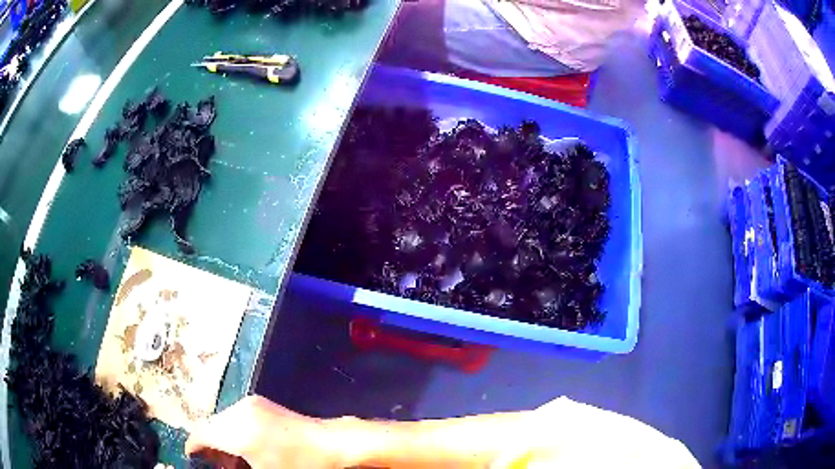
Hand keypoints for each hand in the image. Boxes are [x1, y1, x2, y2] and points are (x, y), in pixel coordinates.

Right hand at [185, 395, 344, 468]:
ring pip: (222, 420)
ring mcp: (251, 404)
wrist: (333, 444)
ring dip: (222, 438)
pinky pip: (235, 416)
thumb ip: (233, 466)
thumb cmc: (300, 465)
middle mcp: (239, 410)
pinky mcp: (261, 403)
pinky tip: (245, 448)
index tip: (192, 458)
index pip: (201, 433)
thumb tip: (225, 462)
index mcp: (237, 429)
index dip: (193, 446)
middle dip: (210, 446)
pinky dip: (233, 431)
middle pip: (210, 426)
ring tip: (233, 461)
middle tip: (217, 465)